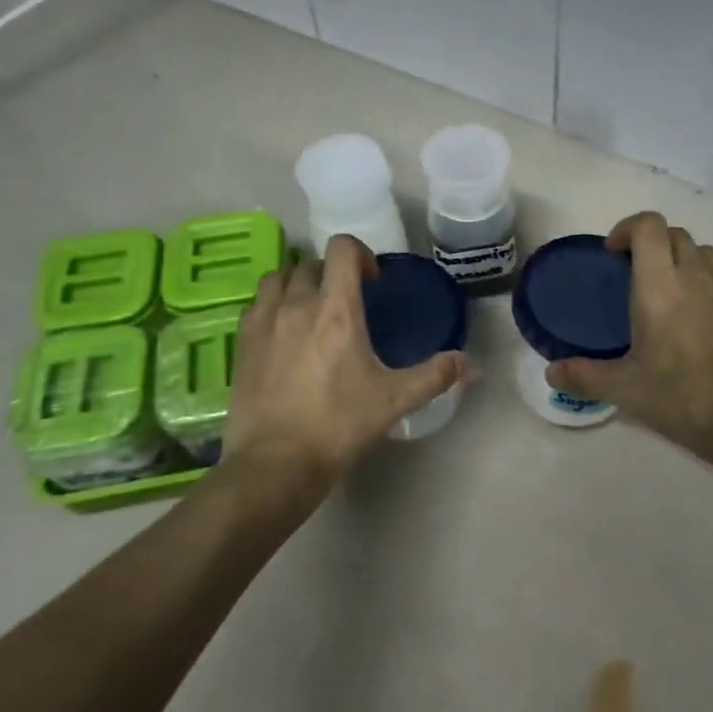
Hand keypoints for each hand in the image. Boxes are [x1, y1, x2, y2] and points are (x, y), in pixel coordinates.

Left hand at [221, 235, 465, 495]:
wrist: (277, 463)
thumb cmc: (340, 424)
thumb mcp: (395, 399)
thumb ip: (435, 375)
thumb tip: (471, 364)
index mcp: (336, 310)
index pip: (342, 249)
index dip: (361, 254)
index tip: (372, 282)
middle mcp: (297, 304)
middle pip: (311, 263)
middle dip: (332, 274)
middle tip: (346, 303)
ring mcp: (263, 321)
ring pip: (278, 278)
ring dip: (298, 283)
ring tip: (310, 310)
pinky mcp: (241, 342)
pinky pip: (256, 304)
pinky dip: (272, 305)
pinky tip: (283, 333)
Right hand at [547, 212, 712, 458]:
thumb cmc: (681, 397)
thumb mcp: (624, 389)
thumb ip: (584, 376)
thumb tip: (551, 373)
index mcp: (659, 285)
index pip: (648, 225)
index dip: (627, 228)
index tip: (614, 254)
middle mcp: (696, 274)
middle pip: (674, 233)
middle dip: (651, 243)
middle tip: (634, 275)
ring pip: (702, 251)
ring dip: (681, 258)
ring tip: (669, 291)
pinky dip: (708, 278)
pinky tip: (701, 310)